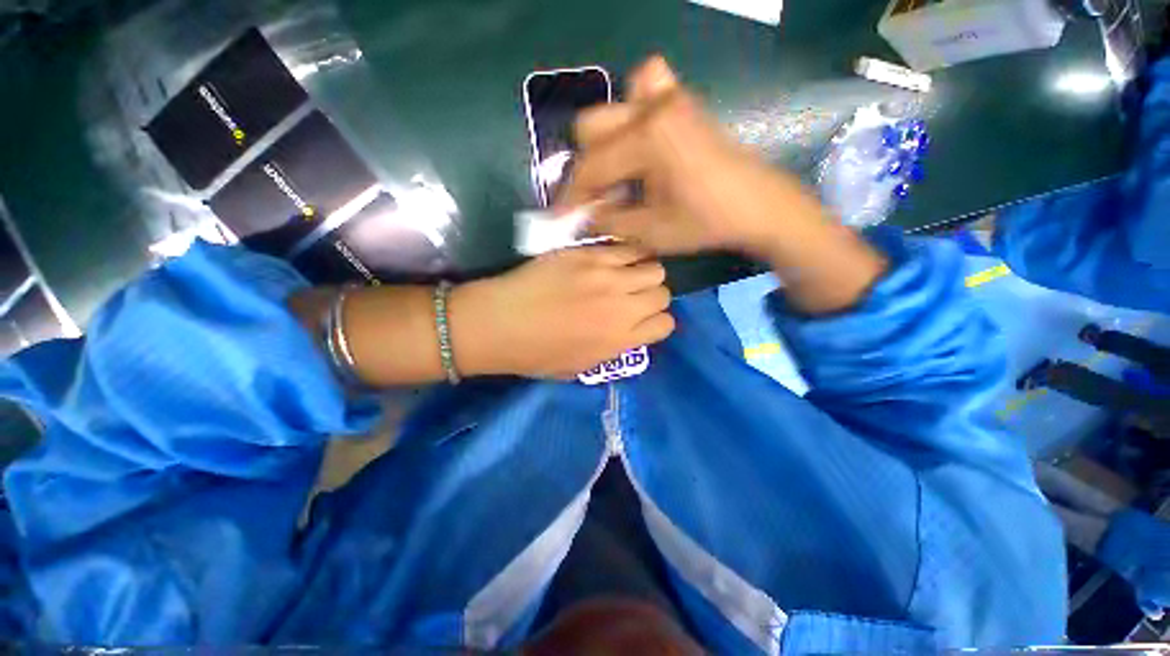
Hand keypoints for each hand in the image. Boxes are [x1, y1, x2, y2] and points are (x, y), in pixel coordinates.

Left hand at [451, 245, 673, 378]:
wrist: (498, 325)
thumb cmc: (534, 354)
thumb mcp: (579, 367)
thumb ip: (612, 349)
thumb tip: (629, 333)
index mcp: (621, 340)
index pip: (665, 324)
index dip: (656, 320)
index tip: (643, 318)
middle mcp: (622, 307)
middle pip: (663, 292)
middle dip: (652, 295)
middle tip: (633, 295)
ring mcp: (606, 277)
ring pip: (652, 266)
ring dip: (644, 272)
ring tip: (625, 274)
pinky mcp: (588, 254)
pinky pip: (626, 247)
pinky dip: (627, 253)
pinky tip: (611, 259)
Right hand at [563, 55, 886, 314]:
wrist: (757, 206)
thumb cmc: (705, 222)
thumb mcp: (650, 231)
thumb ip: (608, 220)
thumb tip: (582, 216)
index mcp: (646, 139)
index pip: (591, 167)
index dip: (573, 196)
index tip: (562, 218)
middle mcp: (652, 107)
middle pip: (591, 128)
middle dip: (586, 169)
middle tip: (594, 201)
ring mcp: (669, 98)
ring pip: (613, 110)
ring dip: (605, 145)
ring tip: (616, 179)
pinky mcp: (682, 103)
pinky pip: (648, 88)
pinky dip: (634, 109)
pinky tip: (640, 141)